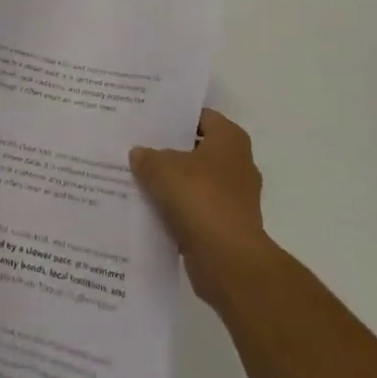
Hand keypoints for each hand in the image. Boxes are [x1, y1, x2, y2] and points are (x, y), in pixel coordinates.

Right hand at [130, 109, 268, 307]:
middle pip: (197, 150)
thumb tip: (139, 153)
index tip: (149, 121)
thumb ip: (148, 157)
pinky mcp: (227, 226)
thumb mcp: (162, 169)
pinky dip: (178, 211)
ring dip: (173, 184)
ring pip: (196, 182)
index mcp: (230, 139)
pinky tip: (150, 210)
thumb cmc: (200, 199)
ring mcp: (235, 197)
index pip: (201, 117)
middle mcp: (238, 163)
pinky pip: (196, 210)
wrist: (228, 260)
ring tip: (139, 179)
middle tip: (138, 148)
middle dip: (170, 151)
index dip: (175, 118)